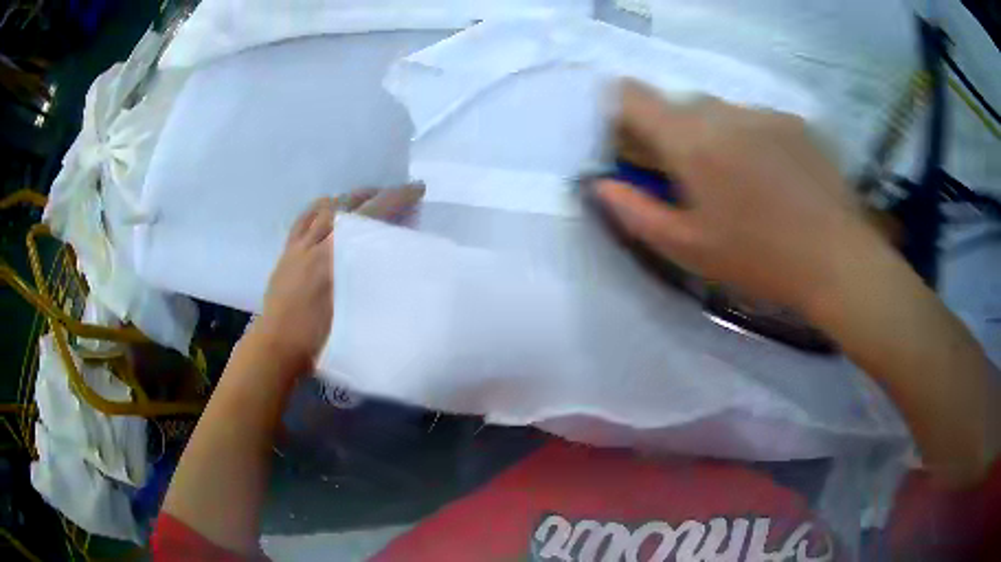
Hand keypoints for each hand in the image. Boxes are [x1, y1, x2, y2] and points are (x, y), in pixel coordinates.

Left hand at [251, 184, 425, 373]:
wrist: (278, 347)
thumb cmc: (320, 341)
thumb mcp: (357, 315)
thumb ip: (375, 285)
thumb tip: (399, 267)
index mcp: (336, 260)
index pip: (370, 219)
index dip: (395, 200)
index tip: (417, 189)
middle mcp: (317, 245)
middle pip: (349, 207)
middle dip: (377, 194)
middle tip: (398, 193)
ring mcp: (299, 246)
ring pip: (326, 208)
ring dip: (351, 198)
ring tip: (368, 197)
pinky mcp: (287, 251)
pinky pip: (303, 218)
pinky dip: (319, 207)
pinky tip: (329, 205)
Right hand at [593, 80, 884, 316]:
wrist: (836, 259)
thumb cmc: (758, 259)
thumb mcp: (688, 248)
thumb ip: (635, 212)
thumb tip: (601, 184)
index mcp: (690, 139)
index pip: (634, 95)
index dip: (623, 111)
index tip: (633, 142)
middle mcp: (723, 111)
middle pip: (680, 106)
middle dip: (676, 135)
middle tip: (695, 181)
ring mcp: (763, 113)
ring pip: (721, 112)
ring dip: (717, 137)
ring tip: (743, 184)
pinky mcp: (794, 122)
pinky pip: (757, 120)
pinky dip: (752, 140)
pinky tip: (775, 179)